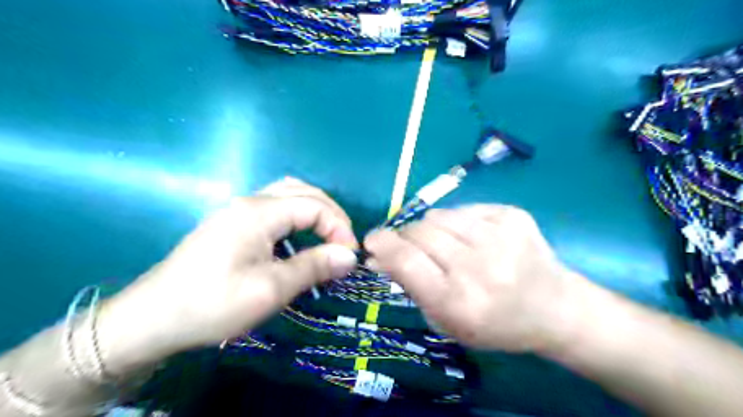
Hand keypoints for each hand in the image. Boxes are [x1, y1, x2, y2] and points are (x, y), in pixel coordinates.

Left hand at [96, 176, 358, 374]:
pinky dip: (297, 216)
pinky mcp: (232, 223)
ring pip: (288, 194)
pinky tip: (299, 237)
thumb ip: (313, 267)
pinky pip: (275, 207)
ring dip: (314, 210)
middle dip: (331, 214)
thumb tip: (349, 256)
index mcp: (259, 213)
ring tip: (327, 235)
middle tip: (343, 243)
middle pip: (303, 191)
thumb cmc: (213, 304)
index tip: (350, 257)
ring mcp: (238, 210)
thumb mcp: (270, 290)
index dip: (339, 227)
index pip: (314, 206)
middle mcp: (250, 202)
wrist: (152, 319)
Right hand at [363, 203, 576, 352]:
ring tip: (444, 244)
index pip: (405, 259)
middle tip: (409, 245)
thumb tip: (377, 256)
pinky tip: (473, 238)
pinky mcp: (513, 216)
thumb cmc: (494, 324)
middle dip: (404, 236)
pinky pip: (464, 209)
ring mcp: (500, 236)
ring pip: (439, 215)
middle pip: (419, 232)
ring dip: (430, 228)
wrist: (554, 308)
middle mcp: (478, 266)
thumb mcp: (445, 320)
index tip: (372, 240)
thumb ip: (409, 285)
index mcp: (458, 301)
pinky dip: (458, 222)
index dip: (382, 244)